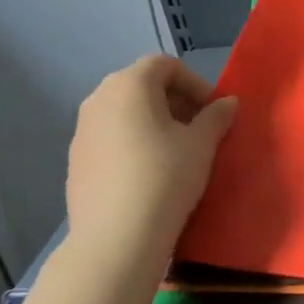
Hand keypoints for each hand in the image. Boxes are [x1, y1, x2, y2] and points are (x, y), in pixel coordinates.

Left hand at [64, 55, 237, 276]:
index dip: (195, 83)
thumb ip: (216, 116)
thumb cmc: (165, 177)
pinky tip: (149, 174)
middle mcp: (98, 99)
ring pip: (125, 113)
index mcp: (129, 85)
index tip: (213, 111)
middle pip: (142, 85)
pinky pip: (110, 138)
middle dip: (175, 101)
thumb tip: (227, 102)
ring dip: (154, 122)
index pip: (165, 65)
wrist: (115, 239)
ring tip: (177, 152)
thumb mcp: (202, 144)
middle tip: (199, 129)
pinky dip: (133, 143)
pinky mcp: (75, 161)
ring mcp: (81, 131)